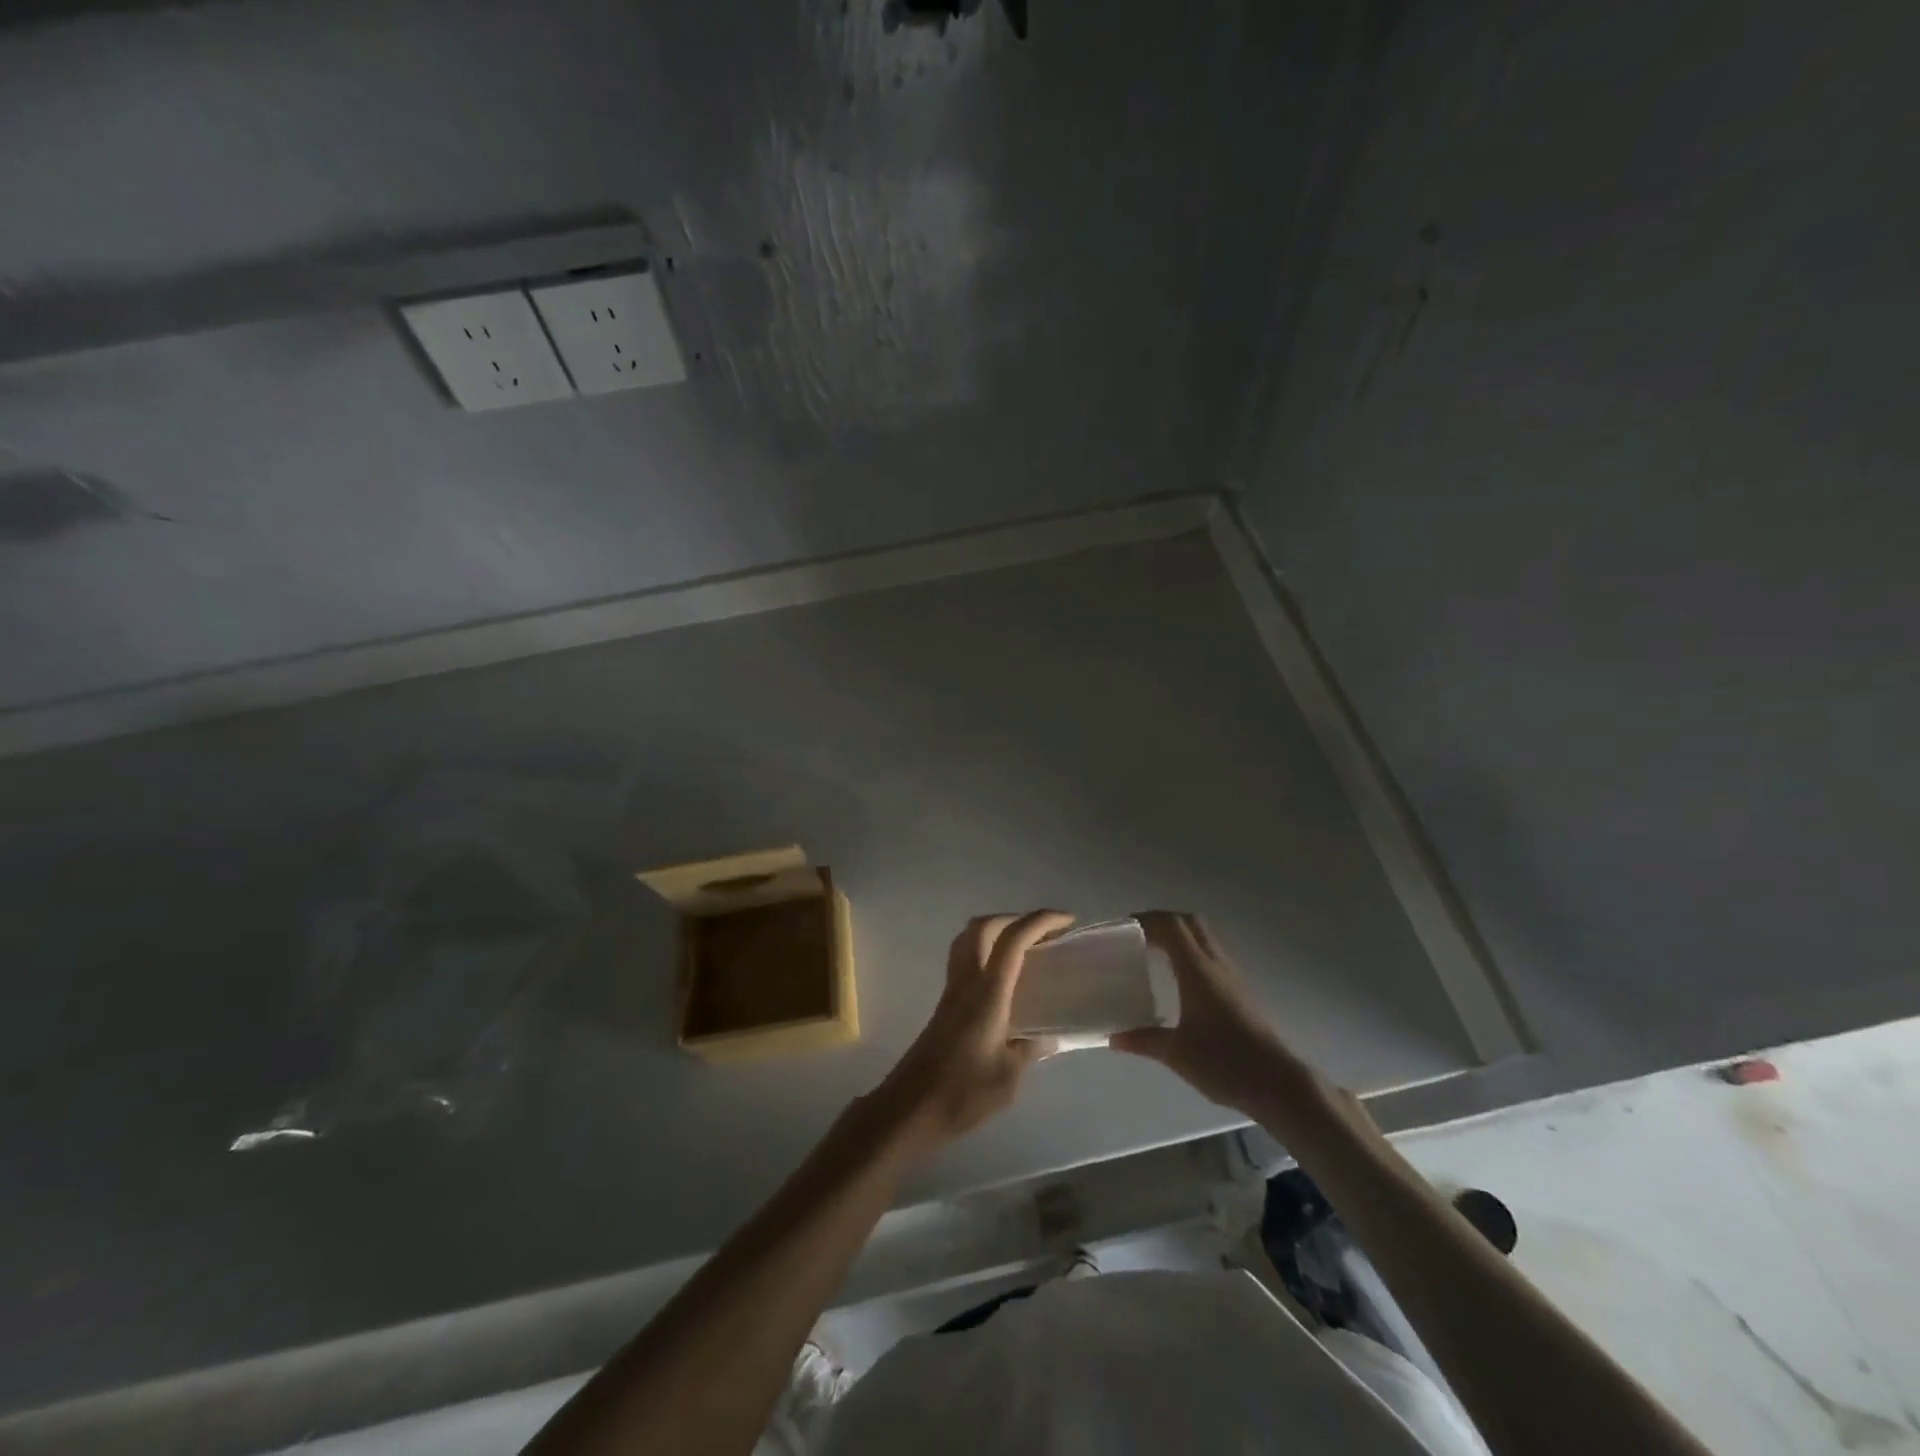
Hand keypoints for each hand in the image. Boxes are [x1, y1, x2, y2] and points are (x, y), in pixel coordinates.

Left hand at [873, 910, 1071, 1157]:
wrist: (910, 1109)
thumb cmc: (962, 1093)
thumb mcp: (1009, 1077)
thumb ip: (1030, 1050)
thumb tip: (1048, 1038)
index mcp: (988, 992)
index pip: (1013, 940)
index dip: (1041, 921)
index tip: (1067, 921)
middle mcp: (967, 981)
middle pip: (984, 926)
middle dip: (1015, 918)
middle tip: (1044, 933)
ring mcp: (952, 991)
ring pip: (968, 939)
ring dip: (997, 931)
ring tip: (1025, 948)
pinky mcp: (945, 1005)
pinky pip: (965, 960)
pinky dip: (986, 953)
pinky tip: (1005, 980)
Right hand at [1110, 911, 1312, 1117]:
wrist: (1277, 1083)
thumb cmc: (1224, 1062)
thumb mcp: (1176, 1054)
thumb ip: (1143, 1041)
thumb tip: (1114, 1039)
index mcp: (1197, 970)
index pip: (1171, 926)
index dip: (1145, 920)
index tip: (1121, 929)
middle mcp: (1215, 964)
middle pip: (1188, 922)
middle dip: (1160, 921)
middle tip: (1135, 935)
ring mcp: (1231, 975)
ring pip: (1202, 936)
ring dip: (1177, 934)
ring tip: (1152, 951)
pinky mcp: (1239, 990)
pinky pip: (1210, 954)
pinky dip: (1190, 952)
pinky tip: (1177, 977)